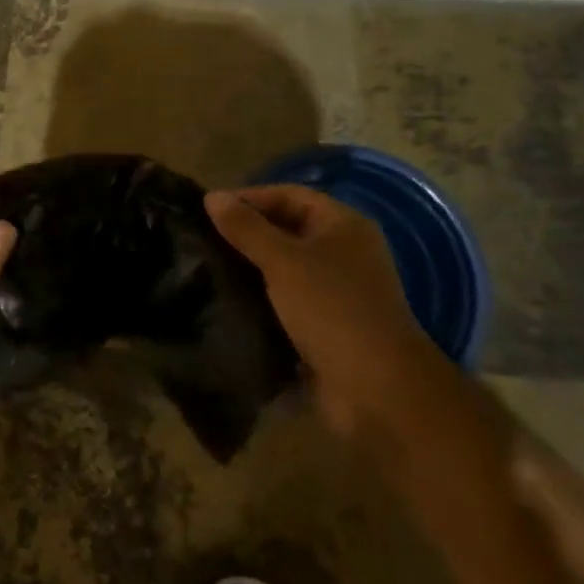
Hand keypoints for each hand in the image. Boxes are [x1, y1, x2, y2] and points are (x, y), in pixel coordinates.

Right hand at [205, 185, 432, 433]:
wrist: (378, 389)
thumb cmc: (332, 309)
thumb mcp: (283, 261)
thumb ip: (246, 228)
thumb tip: (212, 197)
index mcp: (343, 224)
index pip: (289, 195)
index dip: (250, 197)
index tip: (209, 209)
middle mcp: (344, 251)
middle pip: (288, 229)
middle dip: (248, 233)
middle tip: (204, 239)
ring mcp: (339, 290)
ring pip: (286, 267)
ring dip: (252, 268)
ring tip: (210, 269)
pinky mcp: (329, 324)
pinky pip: (289, 300)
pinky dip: (263, 299)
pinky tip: (230, 302)